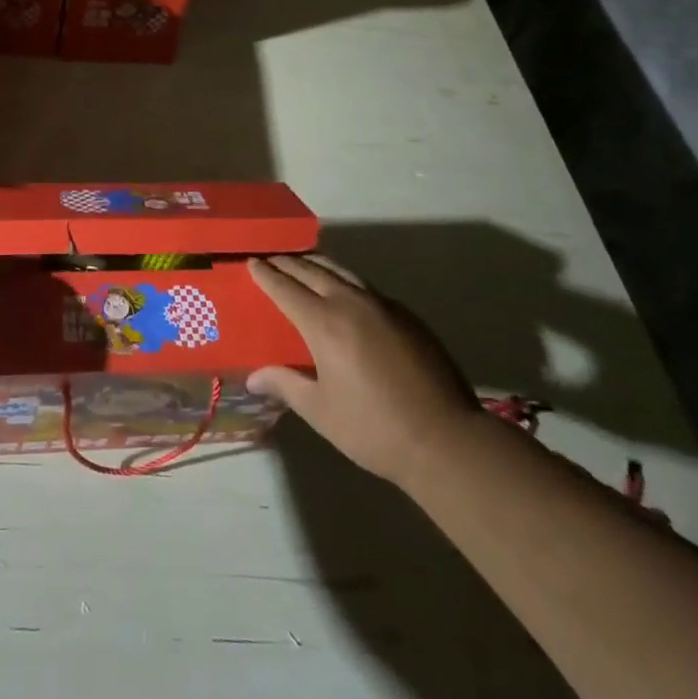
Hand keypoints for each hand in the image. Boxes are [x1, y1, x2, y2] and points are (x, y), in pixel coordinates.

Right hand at [248, 254, 481, 487]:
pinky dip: (344, 279)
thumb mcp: (321, 411)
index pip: (286, 288)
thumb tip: (253, 376)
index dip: (266, 274)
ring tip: (303, 263)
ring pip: (342, 271)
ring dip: (317, 264)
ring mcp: (382, 305)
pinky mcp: (406, 315)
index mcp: (324, 323)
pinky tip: (344, 292)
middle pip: (312, 270)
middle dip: (288, 262)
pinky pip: (365, 286)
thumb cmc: (374, 429)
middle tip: (271, 259)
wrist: (445, 439)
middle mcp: (350, 303)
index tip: (251, 262)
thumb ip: (286, 385)